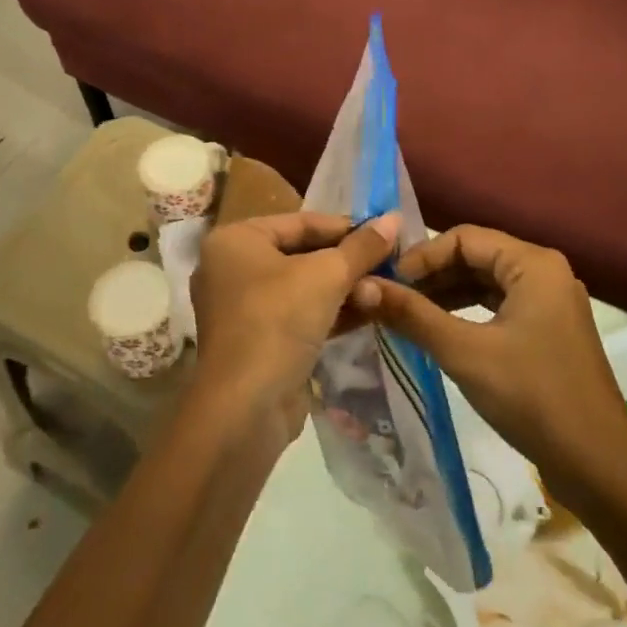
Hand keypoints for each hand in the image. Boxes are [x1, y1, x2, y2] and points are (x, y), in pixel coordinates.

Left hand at [190, 211, 400, 440]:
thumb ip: (362, 246)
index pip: (301, 222)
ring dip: (344, 289)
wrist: (245, 408)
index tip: (386, 234)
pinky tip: (370, 312)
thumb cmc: (278, 321)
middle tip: (390, 265)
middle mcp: (232, 268)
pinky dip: (331, 312)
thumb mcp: (327, 276)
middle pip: (302, 253)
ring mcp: (243, 308)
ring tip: (384, 292)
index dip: (346, 227)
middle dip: (347, 262)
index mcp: (236, 240)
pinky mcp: (258, 341)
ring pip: (303, 287)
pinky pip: (299, 315)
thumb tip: (394, 218)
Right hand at [353, 226, 626, 480]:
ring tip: (405, 314)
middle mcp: (545, 272)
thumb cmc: (532, 397)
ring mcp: (550, 303)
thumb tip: (363, 286)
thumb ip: (413, 315)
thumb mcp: (465, 353)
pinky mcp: (549, 331)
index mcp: (533, 264)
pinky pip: (499, 306)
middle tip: (390, 298)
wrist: (599, 466)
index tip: (387, 282)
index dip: (422, 256)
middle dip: (431, 275)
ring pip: (486, 282)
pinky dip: (467, 313)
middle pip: (476, 256)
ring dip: (446, 294)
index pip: (464, 238)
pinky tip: (438, 331)